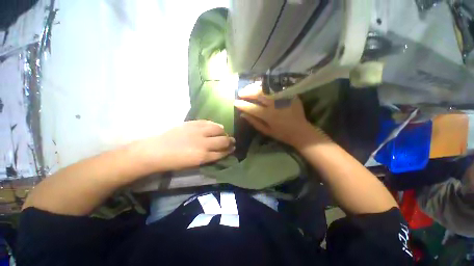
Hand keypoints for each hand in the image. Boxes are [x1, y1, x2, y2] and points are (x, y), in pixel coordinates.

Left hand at [135, 120, 234, 172]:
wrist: (155, 151)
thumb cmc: (174, 162)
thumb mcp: (194, 164)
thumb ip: (208, 157)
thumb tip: (219, 151)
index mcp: (203, 156)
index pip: (222, 152)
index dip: (229, 150)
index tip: (233, 148)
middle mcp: (204, 143)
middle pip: (223, 140)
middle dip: (230, 141)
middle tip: (232, 141)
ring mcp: (198, 131)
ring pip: (218, 129)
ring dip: (223, 131)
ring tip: (223, 133)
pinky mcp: (193, 123)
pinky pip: (209, 122)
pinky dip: (214, 125)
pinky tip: (215, 126)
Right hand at [234, 82, 317, 146]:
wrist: (301, 131)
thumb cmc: (282, 134)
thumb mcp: (266, 131)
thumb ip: (254, 122)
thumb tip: (243, 114)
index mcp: (269, 116)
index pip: (252, 108)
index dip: (242, 104)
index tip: (235, 102)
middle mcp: (275, 105)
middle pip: (259, 94)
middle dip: (247, 92)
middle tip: (241, 93)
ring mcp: (283, 98)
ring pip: (266, 88)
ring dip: (255, 87)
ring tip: (249, 88)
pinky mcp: (290, 95)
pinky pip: (276, 87)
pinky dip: (266, 86)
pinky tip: (261, 86)